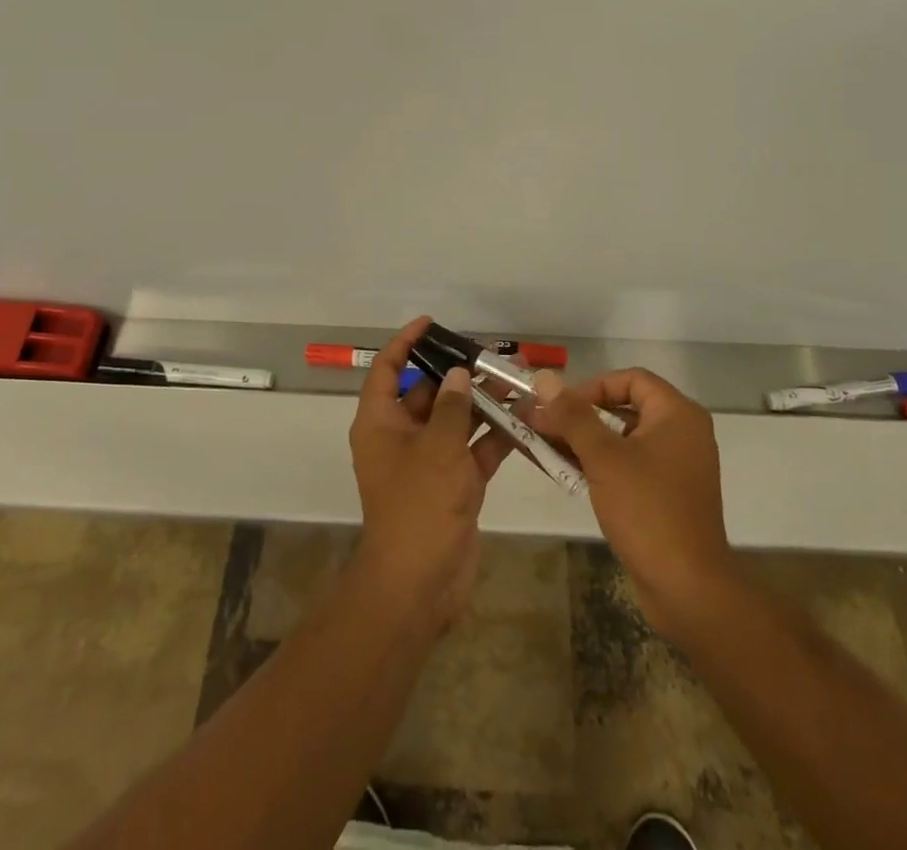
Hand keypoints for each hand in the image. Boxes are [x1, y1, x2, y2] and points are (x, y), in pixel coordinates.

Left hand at [349, 317, 512, 630]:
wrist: (421, 583)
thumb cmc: (419, 504)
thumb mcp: (437, 447)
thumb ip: (453, 406)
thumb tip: (460, 374)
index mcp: (380, 423)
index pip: (388, 370)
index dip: (405, 343)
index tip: (431, 323)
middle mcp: (401, 437)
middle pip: (429, 393)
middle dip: (458, 374)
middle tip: (490, 355)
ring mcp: (429, 462)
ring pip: (456, 421)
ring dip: (483, 403)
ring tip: (515, 380)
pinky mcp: (454, 484)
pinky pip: (474, 449)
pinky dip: (495, 435)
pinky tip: (525, 418)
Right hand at [529, 368, 734, 640]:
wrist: (688, 589)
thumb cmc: (647, 510)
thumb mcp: (603, 457)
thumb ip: (572, 415)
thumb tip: (544, 378)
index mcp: (677, 414)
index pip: (629, 379)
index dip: (591, 386)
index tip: (560, 406)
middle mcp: (682, 433)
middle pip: (624, 408)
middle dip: (580, 416)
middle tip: (543, 426)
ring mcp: (677, 467)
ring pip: (623, 440)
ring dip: (584, 442)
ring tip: (545, 448)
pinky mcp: (668, 496)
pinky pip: (629, 467)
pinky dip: (600, 466)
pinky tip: (565, 473)